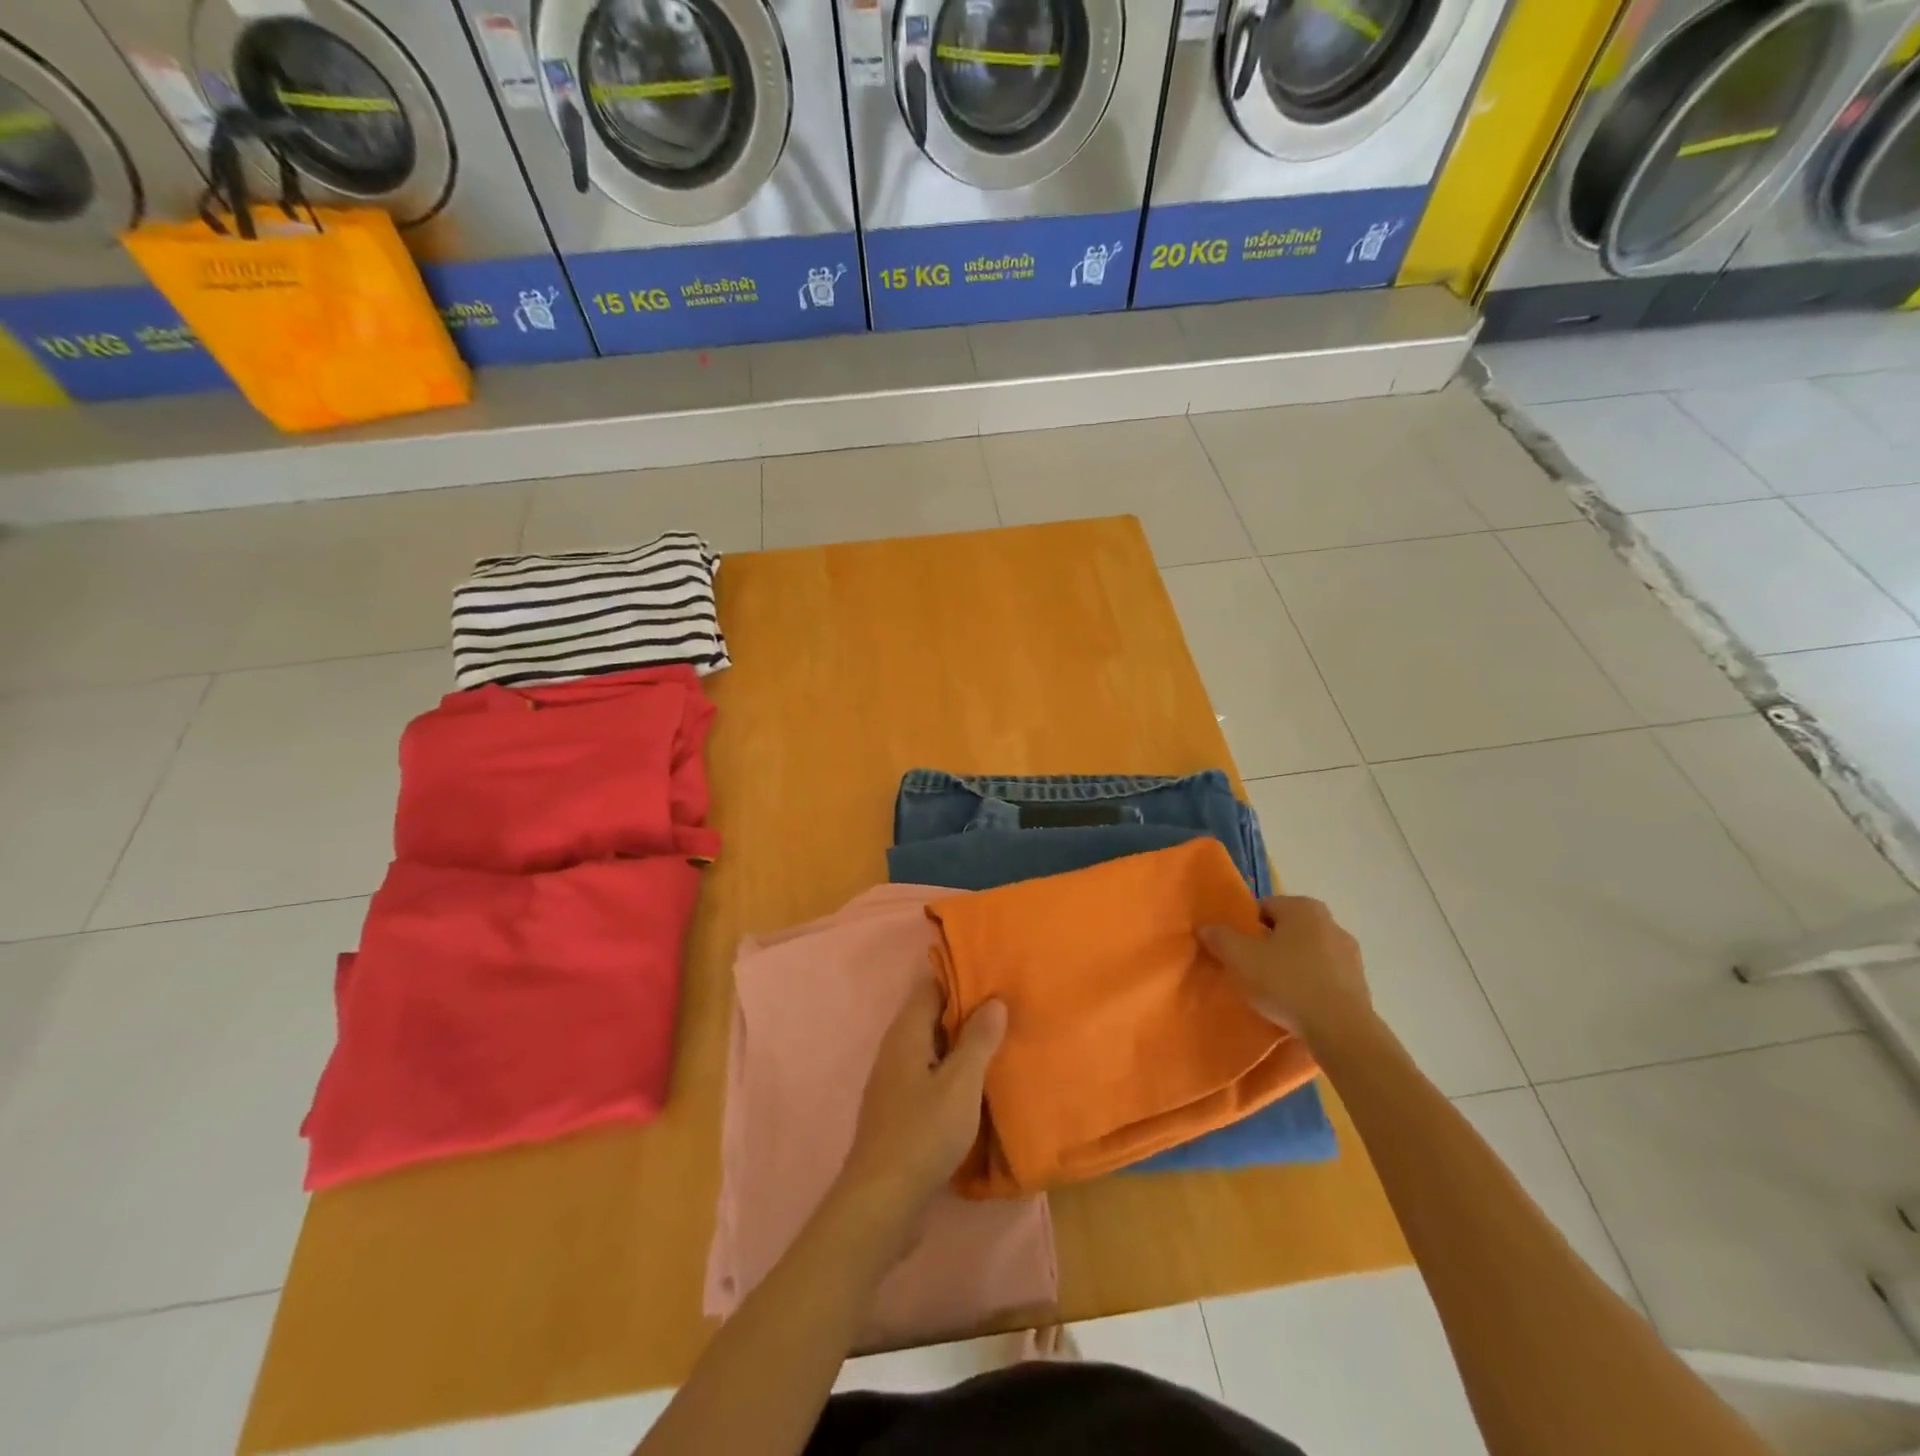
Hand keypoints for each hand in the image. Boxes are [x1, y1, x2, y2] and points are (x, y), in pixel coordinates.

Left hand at [835, 975, 1006, 1224]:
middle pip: (932, 1017)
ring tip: (1000, 1043)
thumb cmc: (923, 1133)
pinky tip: (978, 1086)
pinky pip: (930, 1076)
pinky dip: (953, 1073)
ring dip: (961, 1045)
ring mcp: (894, 1082)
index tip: (994, 976)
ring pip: (932, 1049)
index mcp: (906, 1033)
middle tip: (1007, 1008)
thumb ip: (978, 1040)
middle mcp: (896, 1050)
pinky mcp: (899, 1111)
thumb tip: (993, 1000)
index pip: (931, 987)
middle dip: (966, 1012)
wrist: (882, 1201)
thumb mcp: (960, 1083)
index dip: (961, 979)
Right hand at [1200, 895, 1369, 1042]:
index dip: (1245, 928)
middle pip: (1286, 929)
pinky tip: (1298, 1004)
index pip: (1263, 908)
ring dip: (1291, 965)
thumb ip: (1220, 938)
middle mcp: (1330, 921)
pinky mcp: (1360, 982)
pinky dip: (1310, 984)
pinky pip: (1324, 976)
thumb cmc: (1287, 983)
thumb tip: (1206, 928)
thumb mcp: (1241, 958)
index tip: (1237, 951)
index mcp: (1303, 907)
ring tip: (1274, 991)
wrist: (1341, 1030)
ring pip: (1307, 952)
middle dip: (1269, 946)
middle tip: (1251, 970)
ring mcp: (1349, 953)